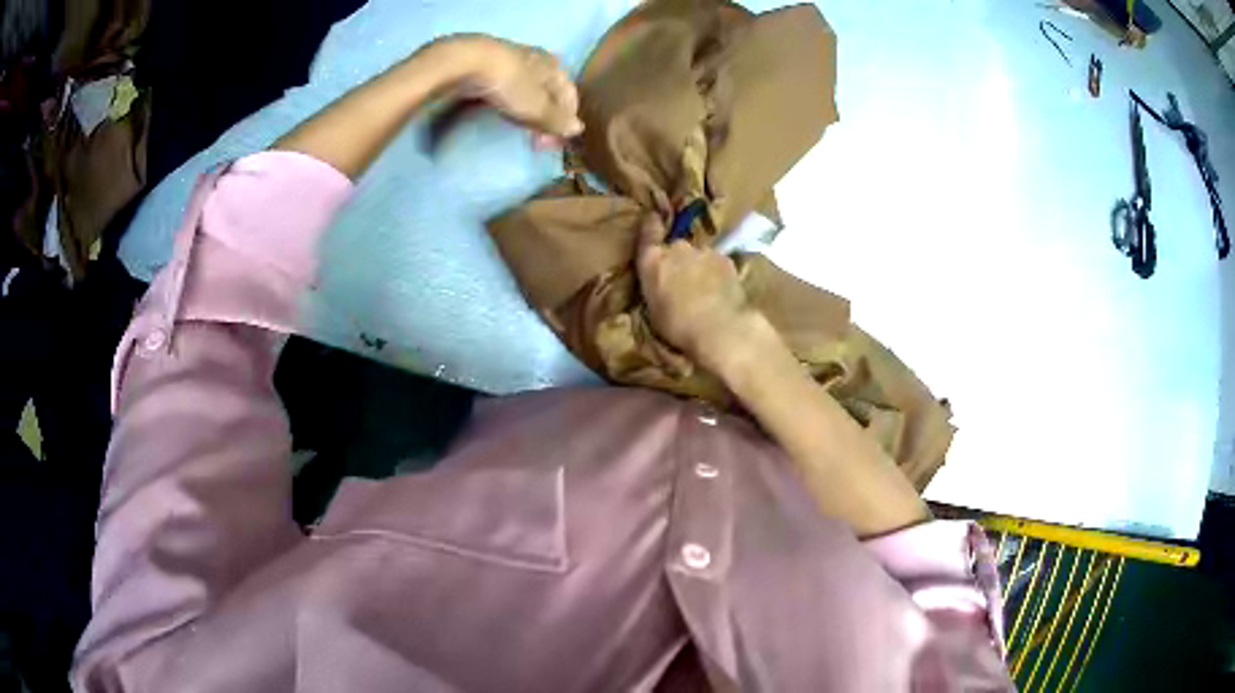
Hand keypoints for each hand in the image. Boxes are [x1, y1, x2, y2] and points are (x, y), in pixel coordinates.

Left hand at [450, 35, 583, 146]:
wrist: (465, 62)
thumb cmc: (509, 84)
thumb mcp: (536, 108)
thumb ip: (557, 120)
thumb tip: (577, 129)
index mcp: (556, 67)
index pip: (571, 97)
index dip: (565, 122)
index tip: (552, 144)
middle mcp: (539, 59)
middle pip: (549, 92)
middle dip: (546, 116)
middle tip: (535, 140)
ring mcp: (513, 60)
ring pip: (528, 89)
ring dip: (528, 109)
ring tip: (519, 126)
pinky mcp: (489, 64)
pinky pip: (507, 87)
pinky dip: (510, 101)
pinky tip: (501, 110)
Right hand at [636, 215, 762, 371]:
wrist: (721, 327)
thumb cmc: (678, 326)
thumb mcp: (653, 310)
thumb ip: (655, 287)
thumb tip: (661, 283)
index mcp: (653, 262)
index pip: (648, 232)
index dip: (650, 224)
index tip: (652, 217)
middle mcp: (677, 248)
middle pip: (676, 247)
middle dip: (678, 259)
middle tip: (682, 280)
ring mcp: (704, 251)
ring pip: (698, 256)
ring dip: (699, 267)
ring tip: (704, 290)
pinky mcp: (727, 259)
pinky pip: (717, 263)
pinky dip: (717, 273)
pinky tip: (720, 291)